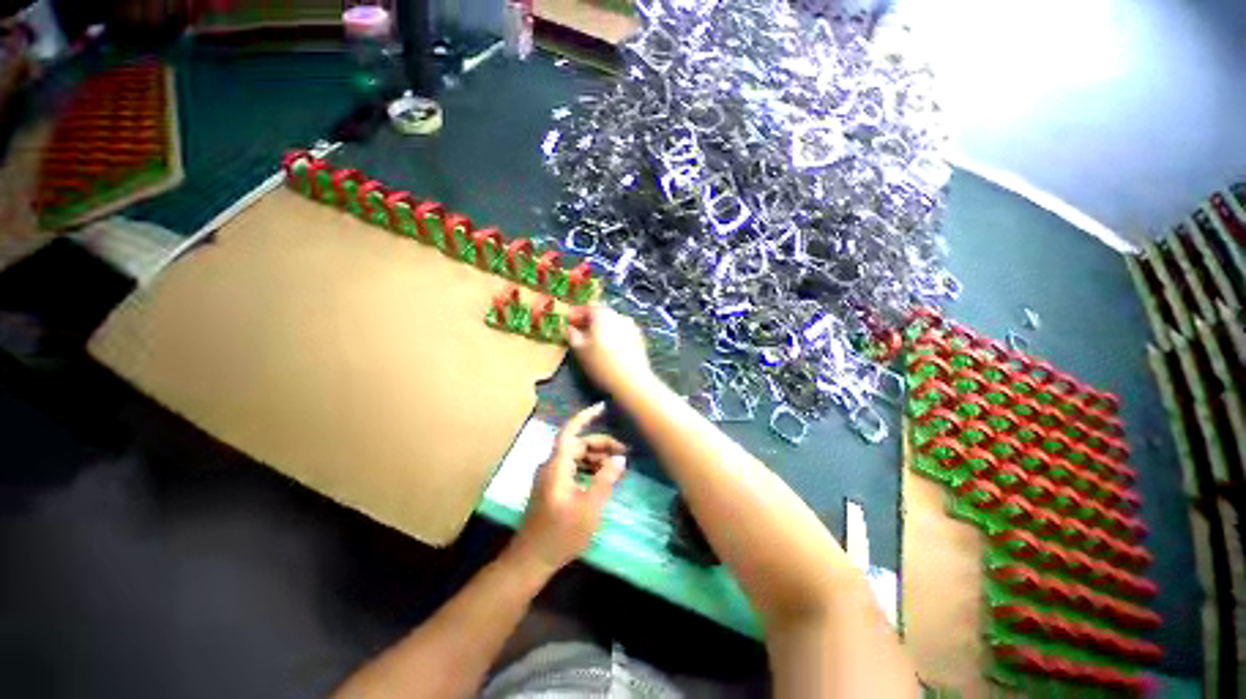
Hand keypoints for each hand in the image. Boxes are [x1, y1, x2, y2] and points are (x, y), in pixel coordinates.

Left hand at [511, 403, 627, 572]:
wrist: (531, 560)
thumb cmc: (560, 534)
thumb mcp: (589, 507)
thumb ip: (605, 480)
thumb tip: (621, 459)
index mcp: (557, 466)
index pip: (571, 431)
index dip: (586, 417)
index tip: (603, 407)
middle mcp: (551, 466)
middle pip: (577, 445)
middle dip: (601, 445)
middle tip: (624, 453)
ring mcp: (550, 477)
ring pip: (575, 457)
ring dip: (596, 458)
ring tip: (616, 467)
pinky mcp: (552, 488)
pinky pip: (572, 468)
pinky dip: (588, 468)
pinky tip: (601, 478)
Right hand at [567, 304, 652, 395]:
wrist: (632, 382)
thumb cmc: (601, 365)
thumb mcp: (579, 350)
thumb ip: (572, 335)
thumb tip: (570, 328)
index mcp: (603, 315)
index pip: (588, 306)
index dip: (577, 312)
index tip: (569, 322)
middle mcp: (619, 316)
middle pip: (602, 313)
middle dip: (589, 320)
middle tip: (579, 332)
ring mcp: (632, 327)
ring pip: (613, 322)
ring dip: (602, 328)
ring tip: (594, 342)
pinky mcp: (639, 339)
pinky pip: (622, 332)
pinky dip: (614, 335)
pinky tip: (610, 349)